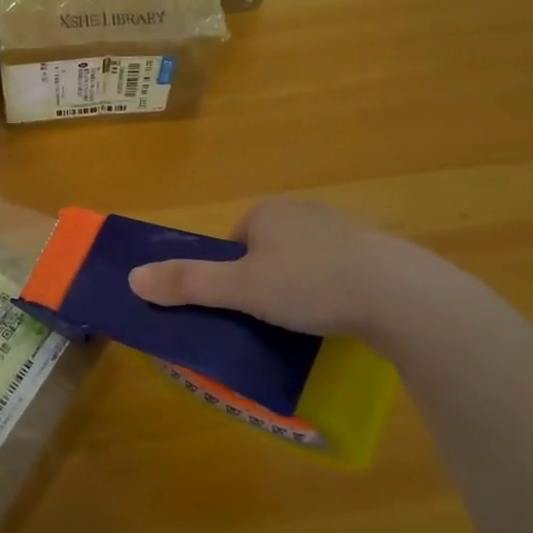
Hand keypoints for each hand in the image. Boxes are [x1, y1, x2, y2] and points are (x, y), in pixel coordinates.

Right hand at [127, 197, 408, 337]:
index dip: (231, 274)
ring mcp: (345, 229)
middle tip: (272, 317)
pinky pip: (341, 271)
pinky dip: (335, 291)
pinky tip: (343, 316)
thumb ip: (188, 283)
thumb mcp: (241, 288)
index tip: (242, 305)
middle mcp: (304, 210)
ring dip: (301, 286)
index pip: (235, 241)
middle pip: (268, 250)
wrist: (399, 295)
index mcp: (268, 211)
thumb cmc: (310, 283)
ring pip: (305, 260)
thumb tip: (132, 279)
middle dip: (266, 280)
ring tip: (308, 322)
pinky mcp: (378, 253)